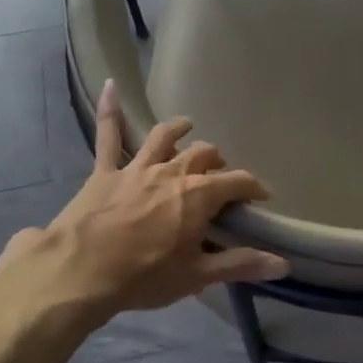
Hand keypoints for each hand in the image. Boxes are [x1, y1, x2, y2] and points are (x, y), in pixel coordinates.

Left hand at [20, 81, 287, 322]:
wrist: (78, 272)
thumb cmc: (143, 277)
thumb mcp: (197, 275)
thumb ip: (241, 264)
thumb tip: (284, 263)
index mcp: (198, 195)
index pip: (238, 181)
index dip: (254, 187)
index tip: (261, 197)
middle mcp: (172, 172)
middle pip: (203, 155)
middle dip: (217, 162)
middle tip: (220, 175)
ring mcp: (137, 168)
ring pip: (164, 138)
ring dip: (180, 130)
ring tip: (188, 126)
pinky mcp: (105, 172)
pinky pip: (108, 135)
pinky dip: (110, 109)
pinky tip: (110, 85)